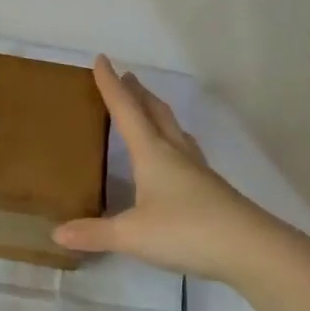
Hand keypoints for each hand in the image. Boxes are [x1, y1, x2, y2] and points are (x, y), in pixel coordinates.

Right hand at [54, 56, 305, 287]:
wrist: (251, 249)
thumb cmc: (186, 231)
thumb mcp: (131, 235)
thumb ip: (94, 233)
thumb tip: (58, 233)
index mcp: (153, 154)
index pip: (127, 112)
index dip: (112, 86)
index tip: (102, 60)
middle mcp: (176, 154)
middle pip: (156, 114)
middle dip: (139, 94)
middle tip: (127, 77)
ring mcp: (198, 171)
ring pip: (175, 131)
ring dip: (158, 114)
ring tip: (148, 109)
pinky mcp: (211, 190)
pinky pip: (186, 153)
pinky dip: (173, 143)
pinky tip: (174, 158)